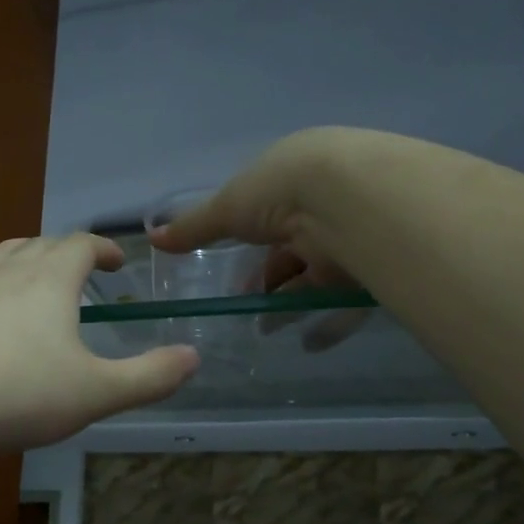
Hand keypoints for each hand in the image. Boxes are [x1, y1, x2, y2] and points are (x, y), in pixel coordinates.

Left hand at [0, 234, 199, 459]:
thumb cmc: (17, 395)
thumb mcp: (96, 393)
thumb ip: (149, 376)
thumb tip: (194, 356)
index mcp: (50, 279)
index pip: (82, 244)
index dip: (103, 249)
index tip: (117, 263)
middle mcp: (5, 270)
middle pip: (40, 244)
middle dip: (65, 253)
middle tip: (80, 273)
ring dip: (21, 259)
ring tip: (32, 277)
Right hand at [150, 128, 371, 349]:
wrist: (351, 200)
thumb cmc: (281, 192)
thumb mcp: (227, 208)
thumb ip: (193, 227)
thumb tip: (153, 239)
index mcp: (293, 179)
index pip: (268, 216)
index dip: (248, 246)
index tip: (232, 276)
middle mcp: (324, 206)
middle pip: (291, 251)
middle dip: (268, 281)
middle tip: (245, 307)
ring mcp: (351, 237)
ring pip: (316, 278)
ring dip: (291, 305)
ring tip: (266, 330)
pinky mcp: (371, 268)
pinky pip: (347, 302)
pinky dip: (329, 324)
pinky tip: (309, 343)